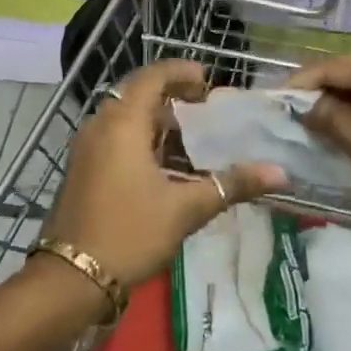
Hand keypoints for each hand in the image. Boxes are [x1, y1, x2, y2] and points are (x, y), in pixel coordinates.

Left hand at [42, 60, 286, 290]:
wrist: (71, 278)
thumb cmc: (129, 232)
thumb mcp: (185, 209)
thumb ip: (230, 185)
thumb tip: (279, 173)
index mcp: (123, 123)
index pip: (152, 77)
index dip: (179, 71)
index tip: (206, 79)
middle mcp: (101, 125)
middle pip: (137, 94)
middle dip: (170, 95)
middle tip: (202, 105)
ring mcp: (87, 147)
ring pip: (125, 117)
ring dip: (155, 120)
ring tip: (190, 136)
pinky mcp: (83, 168)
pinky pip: (114, 137)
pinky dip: (140, 138)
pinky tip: (163, 165)